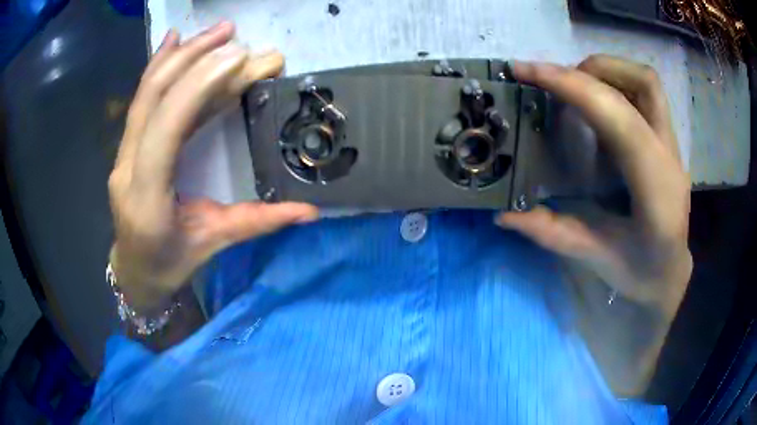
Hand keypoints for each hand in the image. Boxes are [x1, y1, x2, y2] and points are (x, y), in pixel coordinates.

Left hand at [108, 22, 317, 311]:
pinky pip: (140, 101)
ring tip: (216, 32)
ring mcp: (121, 154)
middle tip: (234, 36)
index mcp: (147, 196)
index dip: (198, 87)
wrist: (134, 271)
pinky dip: (157, 67)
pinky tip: (173, 42)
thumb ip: (258, 222)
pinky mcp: (126, 147)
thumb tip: (310, 210)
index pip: (166, 129)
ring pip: (145, 95)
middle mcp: (127, 168)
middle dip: (194, 59)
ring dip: (181, 57)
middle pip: (153, 100)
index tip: (237, 57)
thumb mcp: (212, 244)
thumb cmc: (169, 264)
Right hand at [498, 55, 691, 315]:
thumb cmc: (640, 272)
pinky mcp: (667, 142)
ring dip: (606, 71)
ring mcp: (672, 146)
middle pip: (642, 82)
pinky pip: (645, 93)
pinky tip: (596, 107)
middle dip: (591, 70)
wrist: (670, 274)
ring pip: (647, 81)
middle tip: (555, 82)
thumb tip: (503, 211)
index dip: (572, 87)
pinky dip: (616, 84)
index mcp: (656, 189)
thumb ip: (552, 232)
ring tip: (575, 87)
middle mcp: (669, 157)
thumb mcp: (595, 258)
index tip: (527, 72)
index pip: (619, 119)